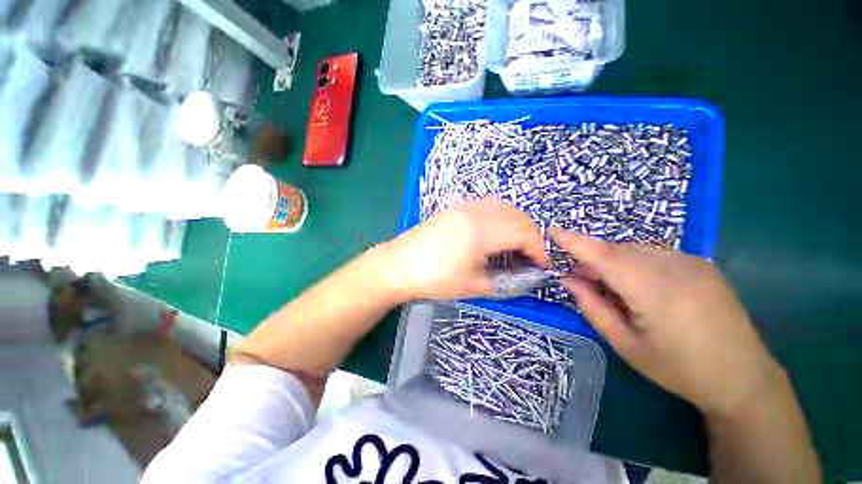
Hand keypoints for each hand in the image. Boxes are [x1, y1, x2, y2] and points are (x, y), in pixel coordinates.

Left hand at [383, 199, 547, 300]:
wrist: (399, 264)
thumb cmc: (435, 278)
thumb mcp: (474, 285)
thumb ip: (506, 281)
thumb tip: (527, 276)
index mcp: (484, 230)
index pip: (525, 234)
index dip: (539, 250)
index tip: (543, 266)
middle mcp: (478, 210)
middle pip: (518, 217)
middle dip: (531, 237)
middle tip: (531, 258)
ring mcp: (466, 205)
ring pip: (505, 208)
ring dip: (517, 225)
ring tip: (516, 246)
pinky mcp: (456, 206)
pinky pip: (489, 206)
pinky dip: (501, 217)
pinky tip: (496, 233)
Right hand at [549, 228, 782, 419]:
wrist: (743, 378)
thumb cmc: (678, 369)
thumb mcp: (625, 344)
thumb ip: (592, 306)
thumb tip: (568, 279)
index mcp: (653, 291)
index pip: (602, 256)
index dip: (574, 241)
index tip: (551, 230)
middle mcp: (673, 267)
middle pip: (617, 250)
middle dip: (592, 257)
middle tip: (581, 278)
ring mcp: (692, 262)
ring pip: (635, 249)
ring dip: (614, 261)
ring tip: (612, 286)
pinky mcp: (702, 264)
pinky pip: (655, 254)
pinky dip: (635, 262)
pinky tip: (641, 285)